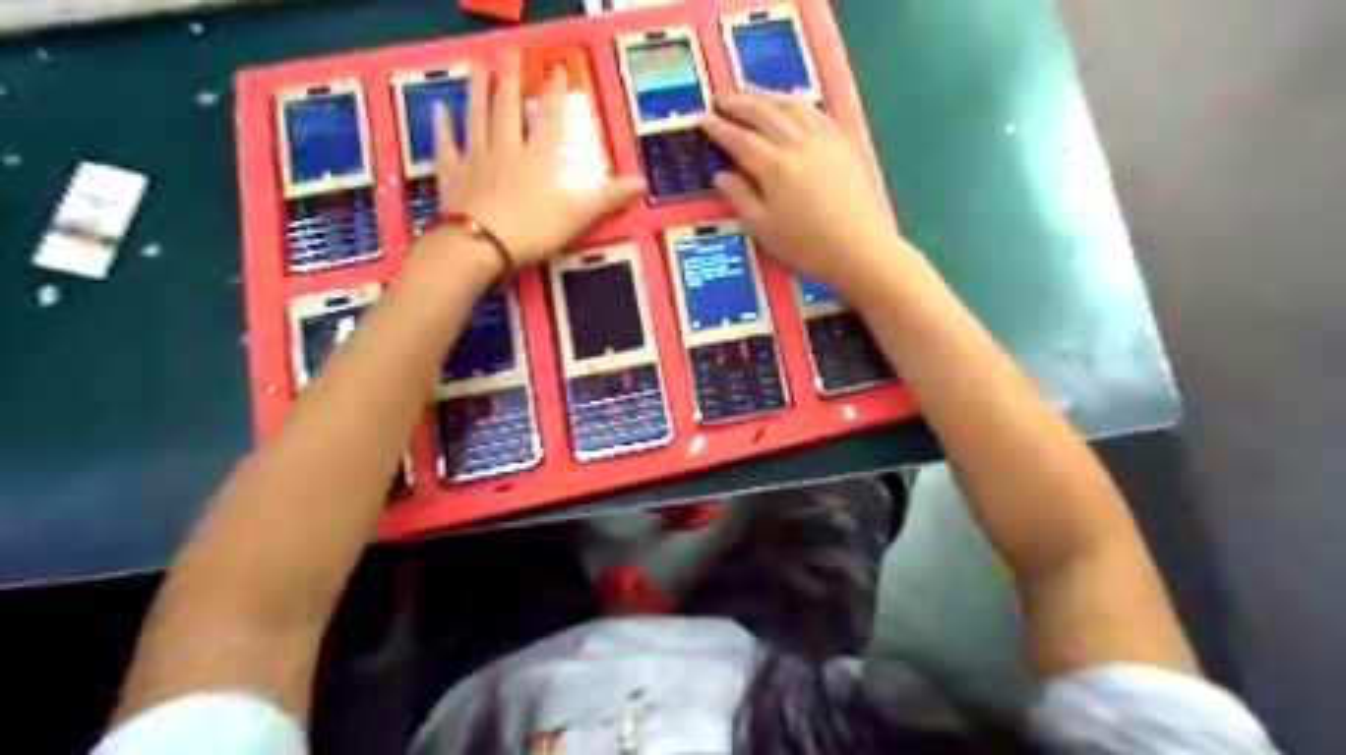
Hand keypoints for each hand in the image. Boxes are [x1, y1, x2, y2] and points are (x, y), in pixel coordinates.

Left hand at [428, 50, 643, 268]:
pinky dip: (441, 124)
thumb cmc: (534, 229)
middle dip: (511, 80)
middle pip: (508, 109)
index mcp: (539, 157)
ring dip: (477, 90)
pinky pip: (446, 143)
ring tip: (477, 67)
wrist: (482, 245)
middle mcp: (507, 148)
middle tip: (508, 54)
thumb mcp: (580, 215)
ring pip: (477, 117)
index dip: (555, 94)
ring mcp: (476, 157)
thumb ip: (609, 197)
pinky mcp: (452, 173)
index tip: (556, 69)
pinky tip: (439, 107)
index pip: (550, 118)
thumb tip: (642, 182)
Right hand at [705, 91, 901, 297]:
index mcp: (774, 166)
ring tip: (750, 92)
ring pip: (790, 104)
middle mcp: (797, 143)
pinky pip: (815, 111)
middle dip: (739, 102)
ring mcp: (823, 139)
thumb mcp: (763, 228)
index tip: (703, 118)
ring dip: (766, 95)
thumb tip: (720, 175)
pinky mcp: (843, 142)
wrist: (859, 248)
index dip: (719, 128)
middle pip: (764, 112)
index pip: (740, 139)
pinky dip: (796, 102)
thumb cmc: (806, 245)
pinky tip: (790, 103)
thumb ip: (740, 197)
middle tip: (721, 97)